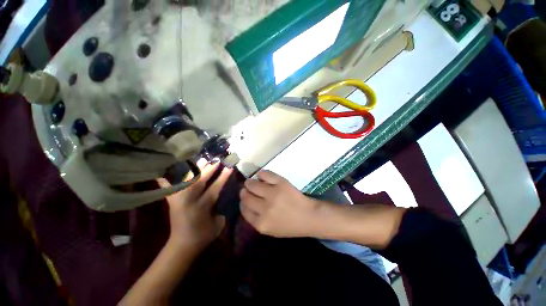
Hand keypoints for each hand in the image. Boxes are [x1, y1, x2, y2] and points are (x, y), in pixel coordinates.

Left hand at [158, 161, 232, 253]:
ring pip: (187, 181)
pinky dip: (165, 183)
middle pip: (200, 181)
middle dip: (209, 170)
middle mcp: (190, 200)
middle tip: (216, 161)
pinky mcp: (172, 203)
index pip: (215, 188)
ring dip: (195, 170)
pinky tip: (161, 175)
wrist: (181, 246)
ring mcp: (179, 200)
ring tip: (201, 160)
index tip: (229, 168)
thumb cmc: (202, 236)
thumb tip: (219, 205)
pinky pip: (168, 190)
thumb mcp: (217, 225)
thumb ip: (220, 212)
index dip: (222, 177)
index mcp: (203, 206)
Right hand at [239, 170, 321, 237]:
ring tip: (254, 182)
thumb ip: (255, 219)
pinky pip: (264, 174)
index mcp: (261, 223)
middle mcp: (264, 209)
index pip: (243, 209)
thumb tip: (245, 202)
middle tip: (248, 188)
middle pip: (245, 196)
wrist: (308, 216)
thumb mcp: (269, 229)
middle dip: (244, 191)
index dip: (243, 202)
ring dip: (250, 182)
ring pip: (252, 184)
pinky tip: (263, 177)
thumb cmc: (289, 225)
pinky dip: (261, 175)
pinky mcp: (280, 183)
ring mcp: (273, 194)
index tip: (245, 198)